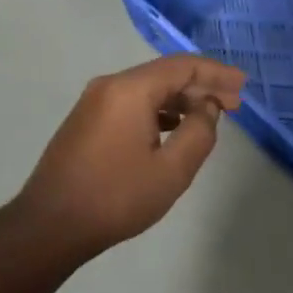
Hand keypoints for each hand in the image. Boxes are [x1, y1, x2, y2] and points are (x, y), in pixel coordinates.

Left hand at [15, 55, 245, 262]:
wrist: (49, 226)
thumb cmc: (116, 197)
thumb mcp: (171, 170)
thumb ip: (199, 132)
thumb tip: (207, 108)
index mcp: (130, 89)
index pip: (182, 66)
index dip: (217, 73)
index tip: (243, 85)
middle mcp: (109, 86)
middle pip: (164, 75)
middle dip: (201, 87)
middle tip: (234, 104)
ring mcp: (93, 103)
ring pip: (147, 90)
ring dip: (180, 101)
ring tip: (209, 117)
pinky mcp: (86, 121)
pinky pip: (131, 104)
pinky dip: (158, 111)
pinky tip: (174, 129)